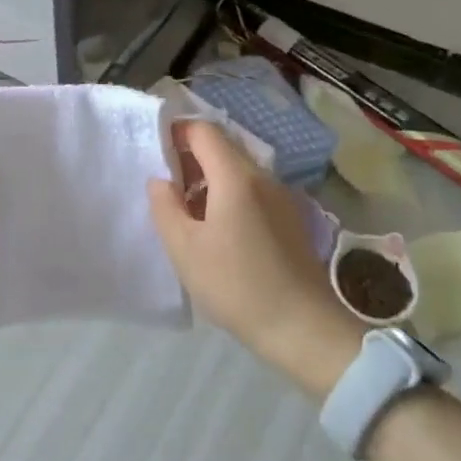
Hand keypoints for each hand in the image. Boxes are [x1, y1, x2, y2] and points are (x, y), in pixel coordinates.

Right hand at [148, 121, 363, 395]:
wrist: (304, 329)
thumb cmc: (236, 285)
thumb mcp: (184, 248)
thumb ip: (164, 206)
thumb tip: (161, 180)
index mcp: (236, 177)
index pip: (203, 131)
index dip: (176, 132)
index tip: (155, 153)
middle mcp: (262, 177)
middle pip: (222, 147)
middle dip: (190, 158)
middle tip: (166, 188)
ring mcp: (281, 197)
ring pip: (237, 171)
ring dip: (208, 180)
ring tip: (187, 213)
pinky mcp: (290, 218)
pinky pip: (252, 191)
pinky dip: (228, 196)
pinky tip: (217, 231)